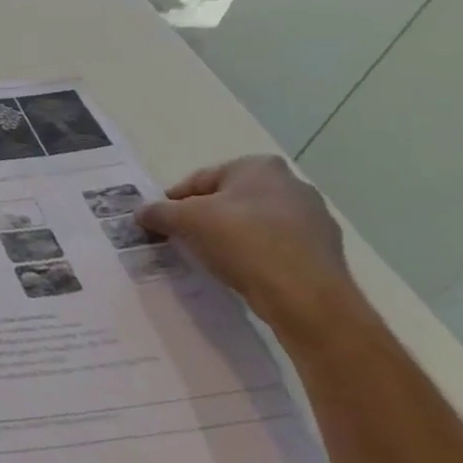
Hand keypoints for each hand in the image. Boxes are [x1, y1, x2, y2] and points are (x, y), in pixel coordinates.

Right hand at [137, 155, 366, 333]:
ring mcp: (313, 217)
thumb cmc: (243, 242)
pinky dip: (253, 253)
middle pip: (227, 199)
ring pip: (252, 222)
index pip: (200, 180)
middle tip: (181, 239)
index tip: (160, 222)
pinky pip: (273, 245)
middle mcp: (291, 184)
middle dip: (203, 217)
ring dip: (228, 236)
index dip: (174, 201)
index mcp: (260, 167)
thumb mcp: (186, 221)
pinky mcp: (322, 249)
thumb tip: (141, 213)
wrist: (305, 296)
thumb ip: (158, 212)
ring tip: (209, 258)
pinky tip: (240, 270)